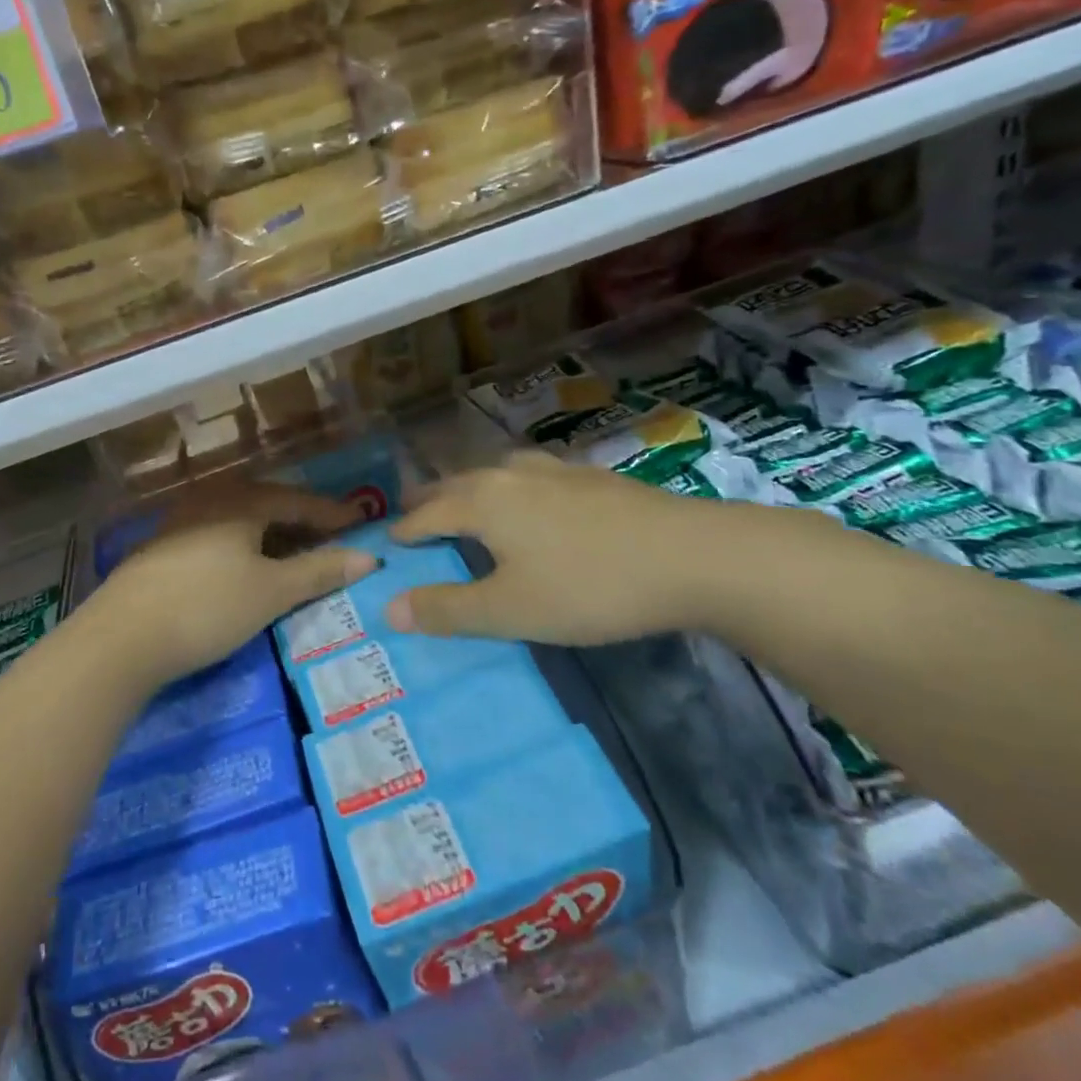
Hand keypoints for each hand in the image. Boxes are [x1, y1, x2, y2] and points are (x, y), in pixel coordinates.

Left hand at [87, 484, 376, 688]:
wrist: (121, 638)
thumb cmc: (207, 607)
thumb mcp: (271, 592)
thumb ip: (319, 572)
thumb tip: (367, 558)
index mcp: (241, 502)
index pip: (297, 500)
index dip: (332, 513)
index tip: (361, 522)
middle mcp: (210, 500)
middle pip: (266, 504)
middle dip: (301, 520)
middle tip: (331, 537)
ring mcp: (180, 522)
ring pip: (238, 520)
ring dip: (270, 533)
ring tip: (292, 553)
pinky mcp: (161, 548)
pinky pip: (216, 535)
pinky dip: (242, 546)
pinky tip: (244, 566)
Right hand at [385, 452, 745, 646]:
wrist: (693, 556)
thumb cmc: (589, 586)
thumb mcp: (510, 611)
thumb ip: (448, 609)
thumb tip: (388, 607)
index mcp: (483, 502)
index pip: (426, 515)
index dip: (404, 532)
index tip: (388, 543)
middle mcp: (510, 474)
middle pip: (456, 484)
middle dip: (430, 501)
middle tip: (412, 513)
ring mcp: (555, 470)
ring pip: (495, 473)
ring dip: (471, 488)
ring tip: (466, 500)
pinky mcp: (592, 476)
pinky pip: (532, 475)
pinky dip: (511, 487)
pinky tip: (533, 498)